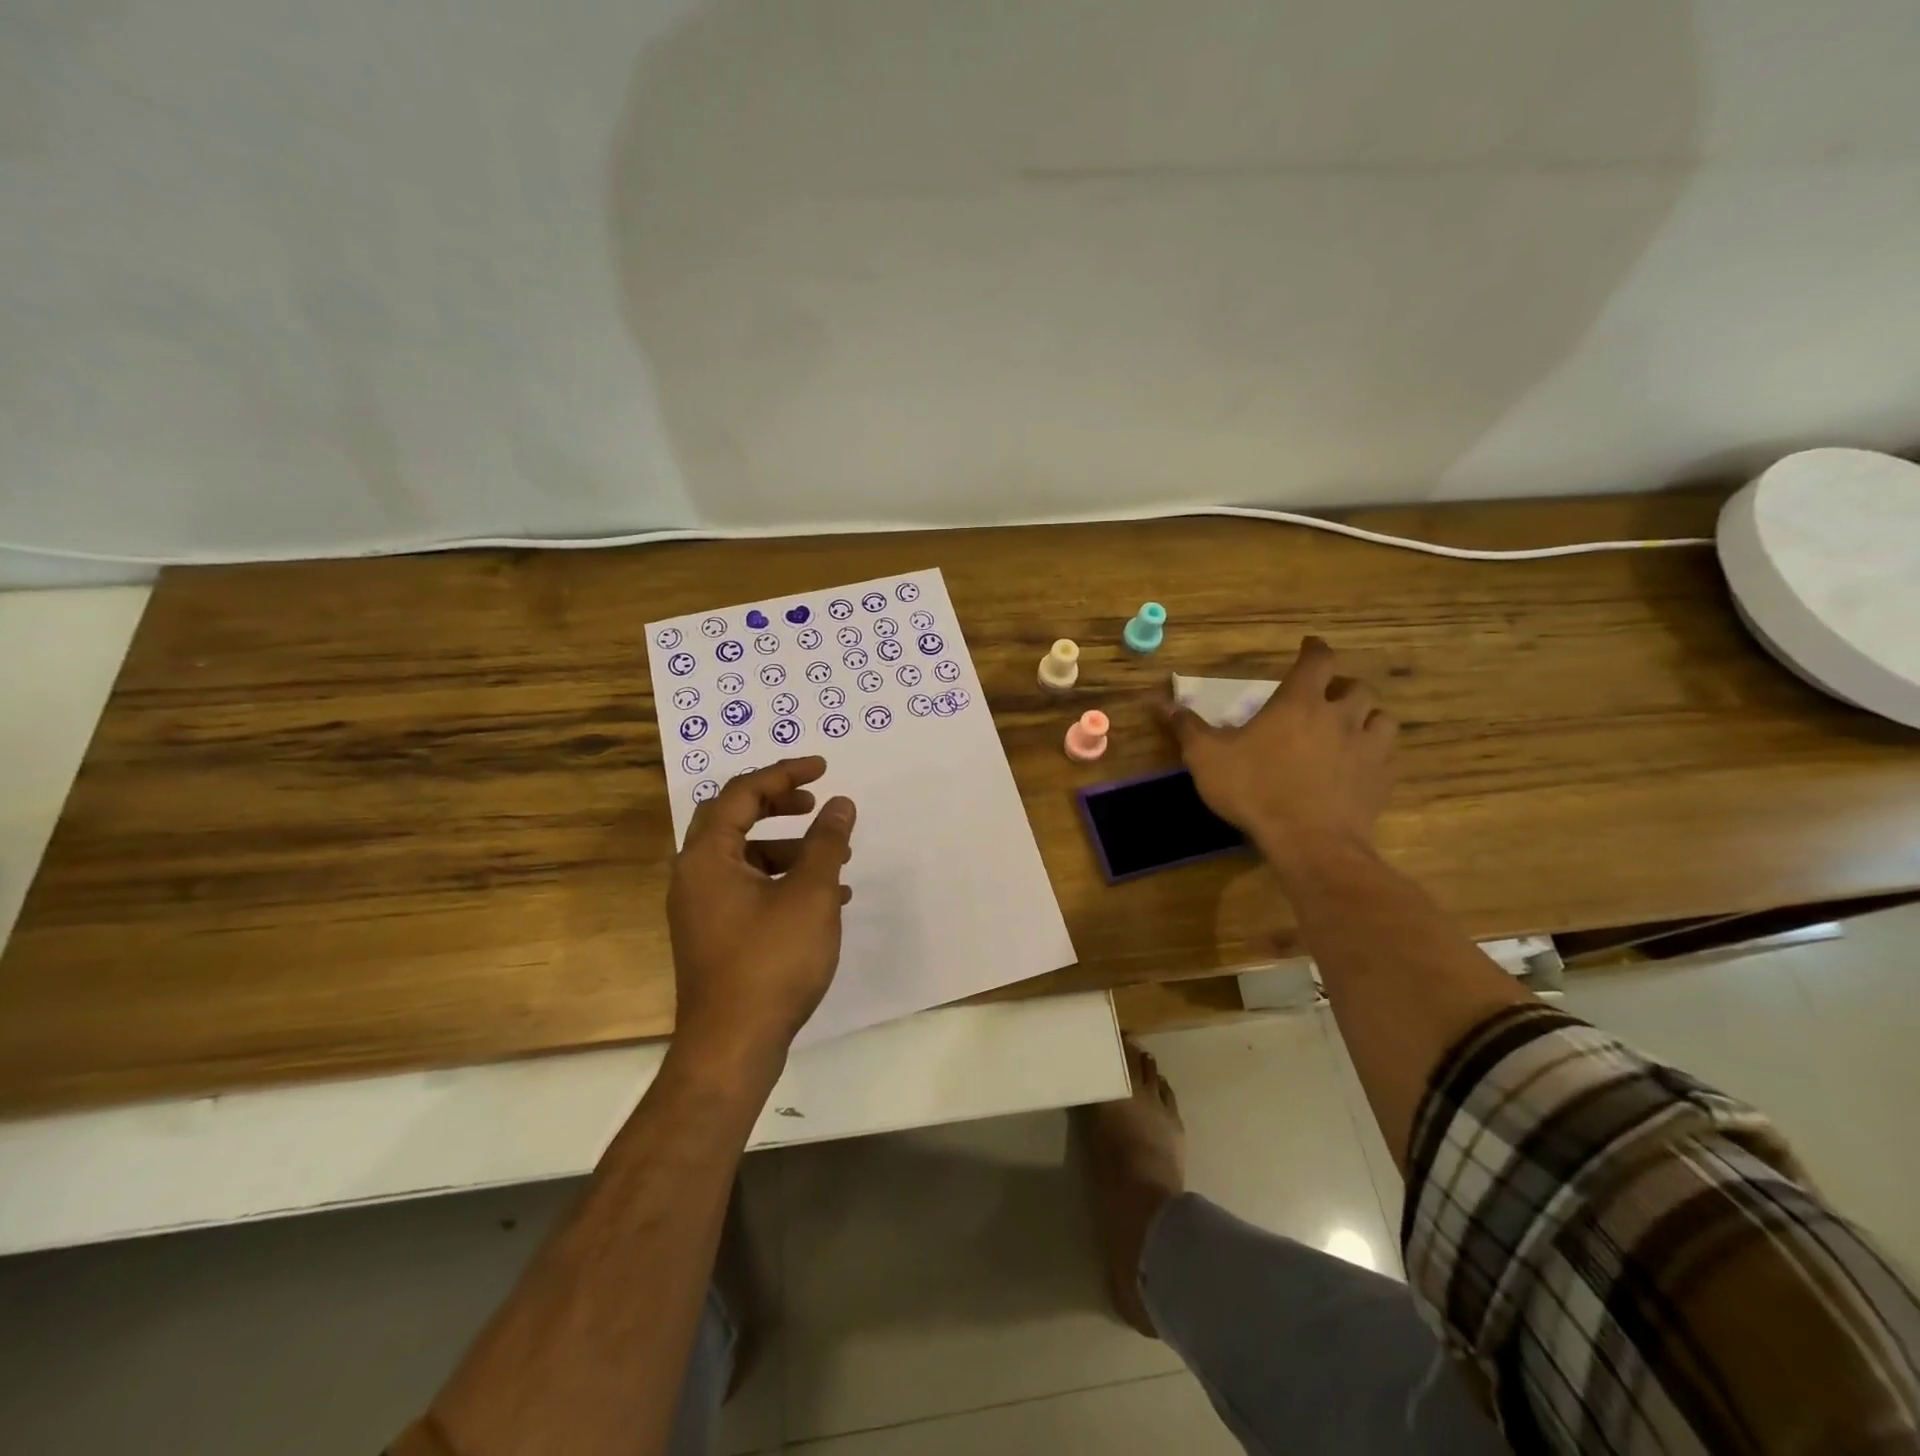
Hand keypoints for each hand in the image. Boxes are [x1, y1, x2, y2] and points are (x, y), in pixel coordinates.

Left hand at [667, 757, 856, 1071]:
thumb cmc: (771, 962)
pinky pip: (749, 890)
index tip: (823, 769)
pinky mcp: (715, 936)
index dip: (784, 774)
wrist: (732, 1047)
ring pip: (746, 858)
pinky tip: (825, 899)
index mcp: (707, 857)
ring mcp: (702, 909)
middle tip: (815, 802)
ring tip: (834, 858)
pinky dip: (783, 881)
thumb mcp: (809, 894)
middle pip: (734, 820)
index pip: (741, 794)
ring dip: (788, 848)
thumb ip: (826, 843)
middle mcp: (695, 876)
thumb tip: (840, 804)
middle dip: (779, 805)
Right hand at [1166, 637, 1396, 866]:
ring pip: (1382, 719)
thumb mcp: (1207, 758)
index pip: (1318, 660)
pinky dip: (1375, 754)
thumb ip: (1188, 728)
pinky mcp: (1380, 781)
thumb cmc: (1254, 789)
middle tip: (1326, 697)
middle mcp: (1340, 717)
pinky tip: (1359, 767)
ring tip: (1351, 728)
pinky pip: (1386, 757)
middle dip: (1342, 687)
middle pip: (1357, 687)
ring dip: (1367, 718)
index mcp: (1299, 702)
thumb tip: (1162, 702)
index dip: (1315, 649)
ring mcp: (1367, 749)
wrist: (1308, 841)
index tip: (1309, 646)